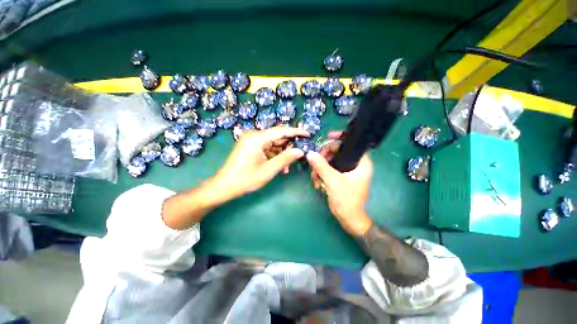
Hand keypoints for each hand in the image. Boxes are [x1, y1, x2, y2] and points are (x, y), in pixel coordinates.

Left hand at [213, 126, 308, 201]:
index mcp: (257, 138)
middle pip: (277, 137)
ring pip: (273, 143)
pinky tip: (279, 166)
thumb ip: (285, 159)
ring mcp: (252, 140)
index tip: (308, 134)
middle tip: (299, 155)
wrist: (224, 186)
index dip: (296, 132)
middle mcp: (254, 135)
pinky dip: (274, 156)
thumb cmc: (245, 179)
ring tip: (287, 167)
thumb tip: (300, 151)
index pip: (281, 131)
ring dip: (281, 154)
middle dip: (288, 147)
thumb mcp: (268, 170)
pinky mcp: (251, 146)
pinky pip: (267, 148)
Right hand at [307, 131, 373, 235]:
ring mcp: (347, 171)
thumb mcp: (333, 181)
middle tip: (315, 163)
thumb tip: (310, 153)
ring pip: (331, 161)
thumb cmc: (346, 200)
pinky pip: (329, 169)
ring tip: (315, 178)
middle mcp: (356, 164)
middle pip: (338, 151)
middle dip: (324, 157)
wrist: (348, 219)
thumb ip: (321, 166)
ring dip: (320, 168)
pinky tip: (317, 183)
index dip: (340, 137)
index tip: (328, 136)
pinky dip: (322, 174)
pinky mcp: (341, 177)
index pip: (352, 143)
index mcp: (361, 163)